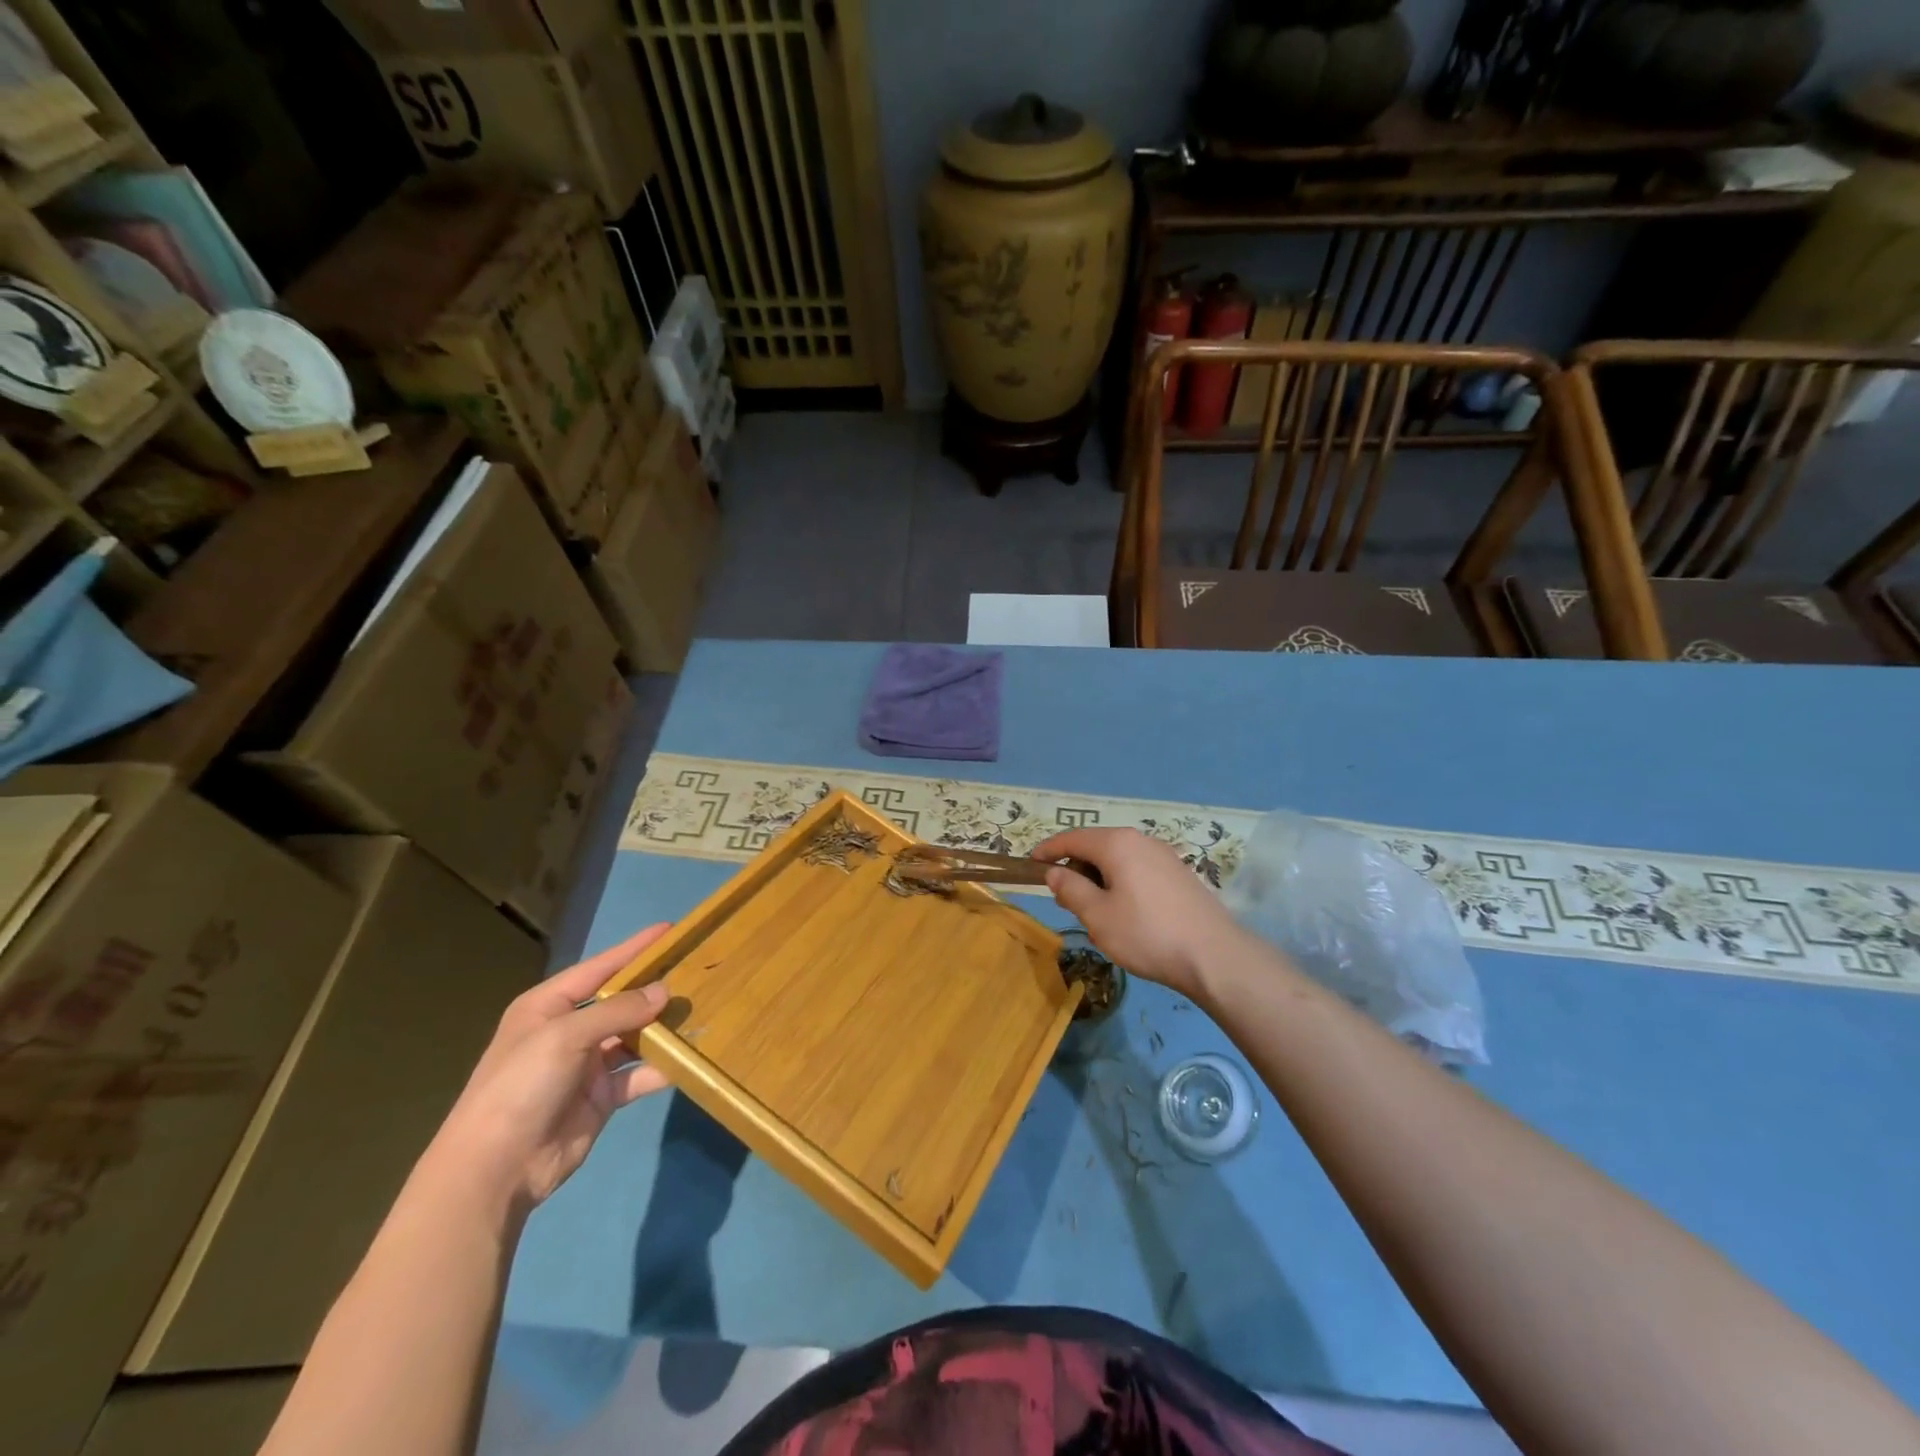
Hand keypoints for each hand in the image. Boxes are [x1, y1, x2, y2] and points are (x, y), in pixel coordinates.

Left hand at [427, 925, 674, 1213]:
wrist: (495, 1170)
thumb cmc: (521, 1086)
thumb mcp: (565, 1037)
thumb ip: (617, 1011)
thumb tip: (664, 991)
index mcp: (548, 1006)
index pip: (599, 968)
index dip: (634, 949)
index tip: (670, 930)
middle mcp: (569, 1031)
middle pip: (620, 1001)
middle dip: (655, 988)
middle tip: (697, 970)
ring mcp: (587, 1065)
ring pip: (634, 1037)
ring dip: (663, 1027)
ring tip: (701, 1009)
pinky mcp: (602, 1097)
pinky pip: (639, 1074)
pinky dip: (662, 1067)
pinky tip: (690, 1057)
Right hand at [1035, 828, 1253, 999]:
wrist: (1214, 956)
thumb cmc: (1147, 934)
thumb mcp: (1097, 916)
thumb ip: (1071, 889)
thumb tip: (1055, 872)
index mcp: (1116, 843)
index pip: (1071, 838)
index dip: (1048, 851)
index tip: (1031, 864)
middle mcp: (1140, 840)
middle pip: (1096, 845)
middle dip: (1075, 867)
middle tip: (1063, 898)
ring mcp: (1164, 855)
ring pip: (1118, 858)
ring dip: (1099, 877)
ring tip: (1093, 910)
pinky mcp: (1179, 873)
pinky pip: (1137, 869)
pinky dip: (1121, 882)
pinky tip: (1125, 912)